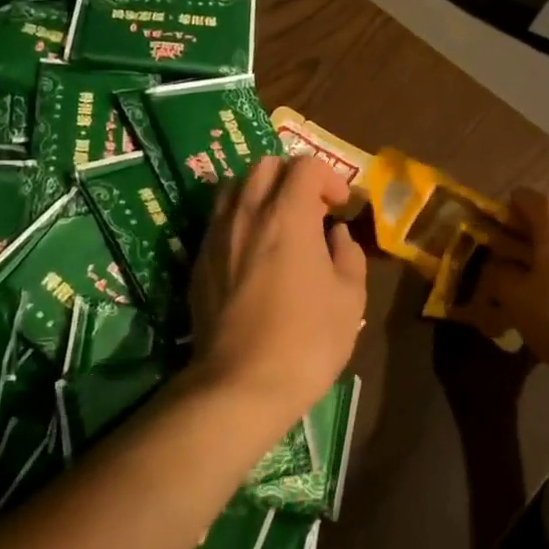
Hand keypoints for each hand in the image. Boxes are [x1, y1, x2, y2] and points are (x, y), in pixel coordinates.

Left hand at [188, 156, 366, 420]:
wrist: (241, 383)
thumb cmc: (307, 340)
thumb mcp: (350, 298)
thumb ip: (348, 255)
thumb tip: (336, 235)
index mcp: (288, 215)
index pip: (305, 165)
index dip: (328, 177)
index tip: (340, 206)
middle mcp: (247, 213)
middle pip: (265, 165)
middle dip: (292, 177)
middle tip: (311, 209)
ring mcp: (216, 235)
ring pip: (234, 187)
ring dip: (260, 192)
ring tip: (278, 223)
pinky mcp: (198, 260)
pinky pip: (218, 220)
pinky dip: (239, 219)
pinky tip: (252, 252)